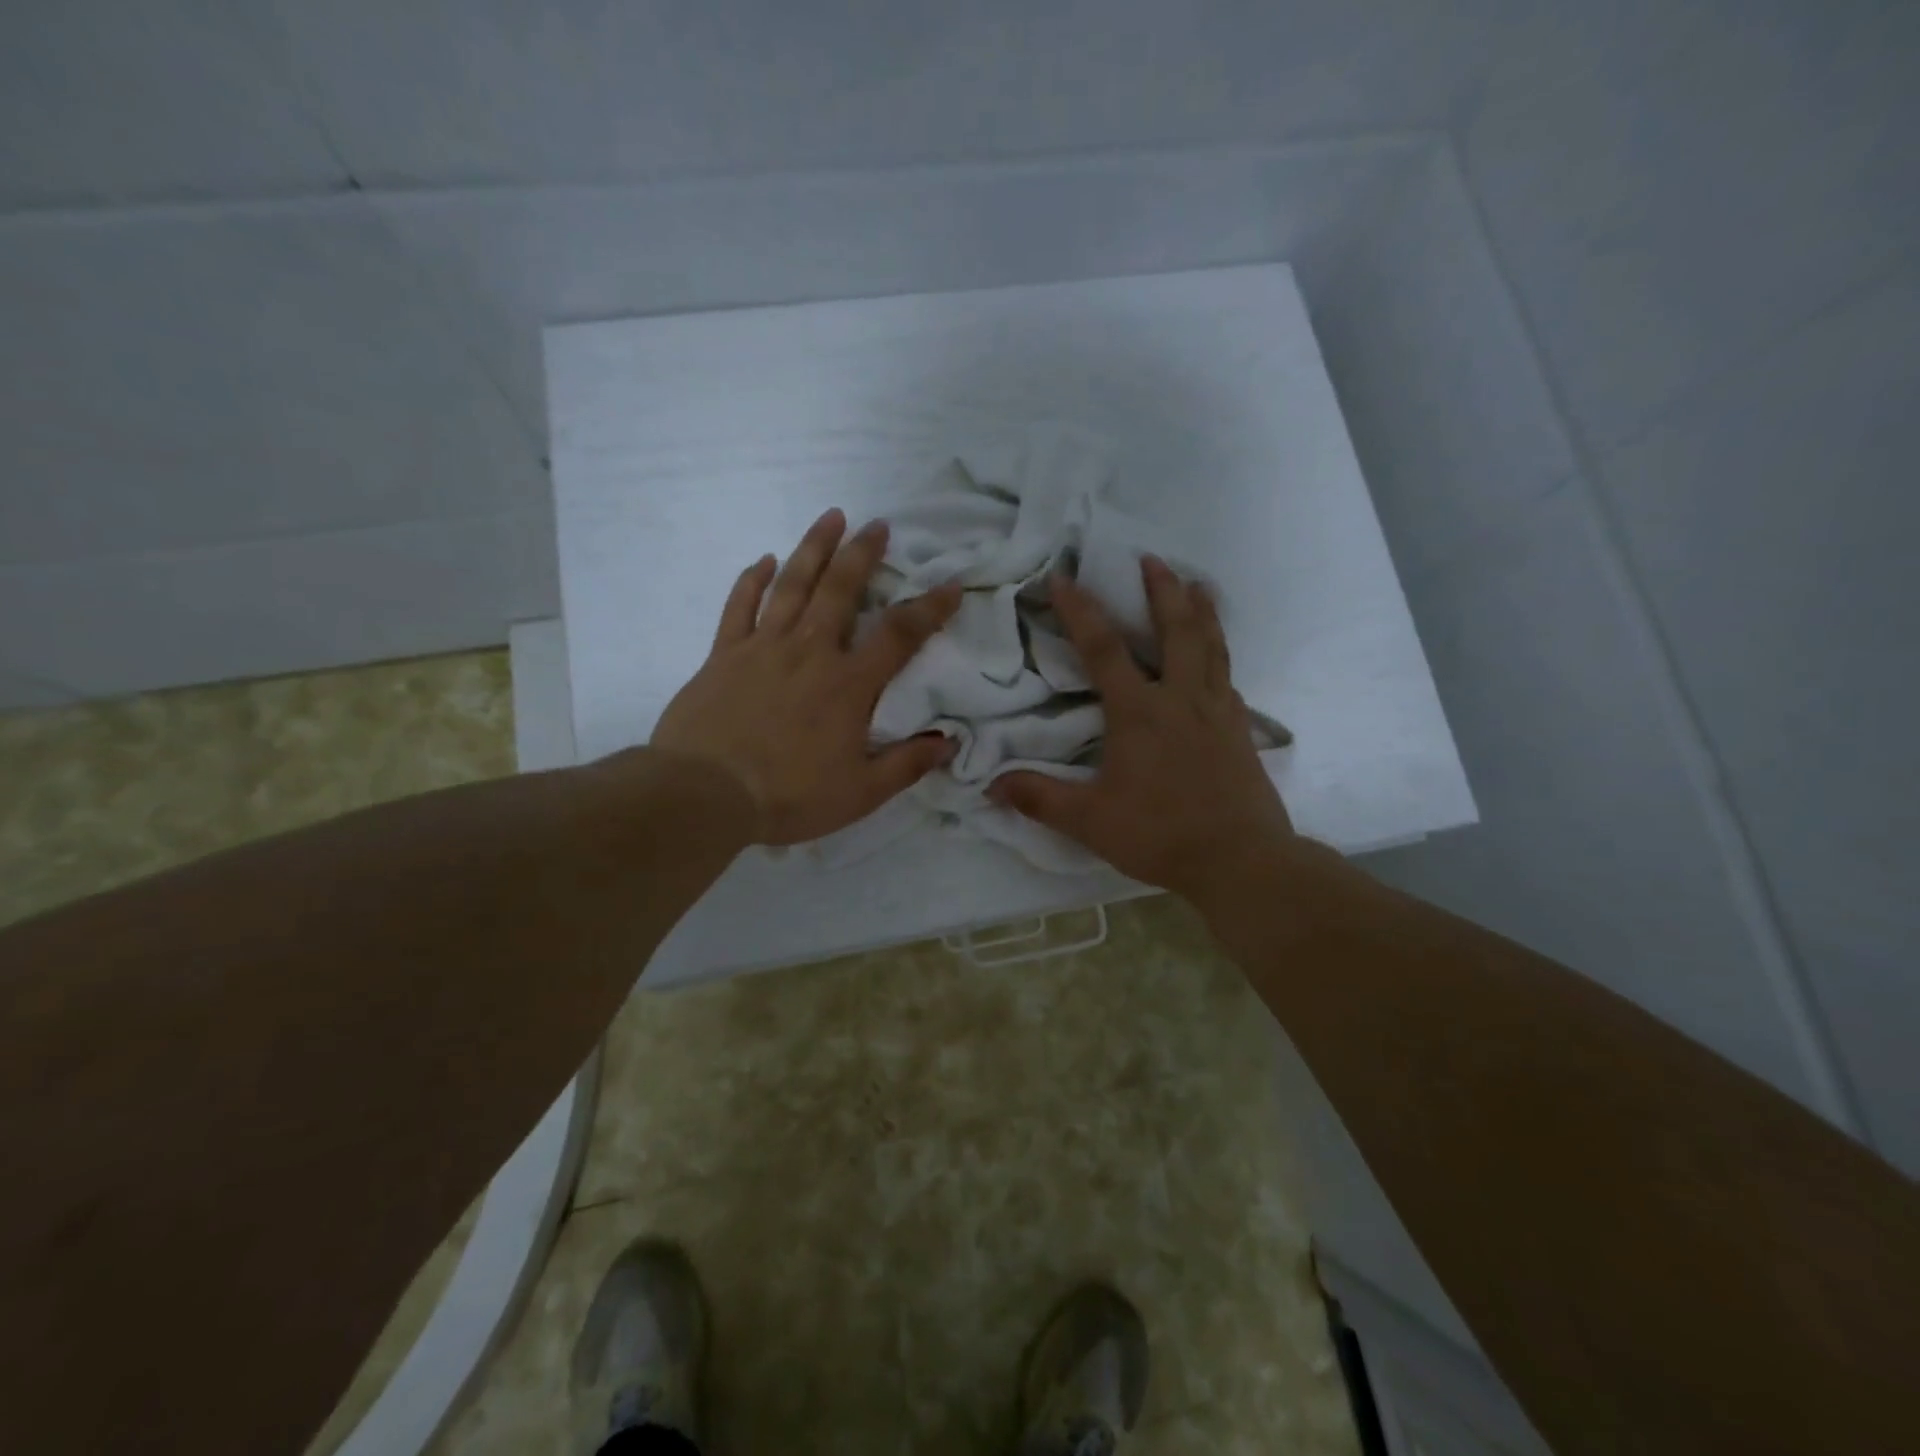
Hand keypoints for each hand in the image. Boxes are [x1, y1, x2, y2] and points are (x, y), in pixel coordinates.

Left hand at [651, 509, 962, 845]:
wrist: (706, 795)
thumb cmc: (789, 795)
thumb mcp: (861, 793)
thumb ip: (907, 764)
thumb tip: (950, 742)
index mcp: (848, 684)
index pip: (899, 635)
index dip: (929, 608)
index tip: (950, 585)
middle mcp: (809, 652)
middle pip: (840, 590)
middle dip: (863, 554)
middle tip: (878, 525)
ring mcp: (762, 647)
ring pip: (792, 585)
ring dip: (813, 548)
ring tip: (831, 517)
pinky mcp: (723, 655)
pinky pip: (739, 607)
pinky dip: (751, 580)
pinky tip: (762, 560)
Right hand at [988, 556, 1294, 897]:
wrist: (1240, 860)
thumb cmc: (1160, 834)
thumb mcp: (1090, 820)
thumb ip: (1040, 798)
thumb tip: (991, 785)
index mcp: (1140, 712)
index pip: (1104, 649)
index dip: (1081, 610)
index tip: (1063, 577)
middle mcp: (1181, 699)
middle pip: (1176, 630)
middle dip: (1163, 590)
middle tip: (1153, 559)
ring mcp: (1217, 712)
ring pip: (1212, 647)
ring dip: (1202, 611)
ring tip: (1199, 584)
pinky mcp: (1240, 731)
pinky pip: (1228, 680)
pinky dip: (1221, 657)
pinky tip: (1218, 659)